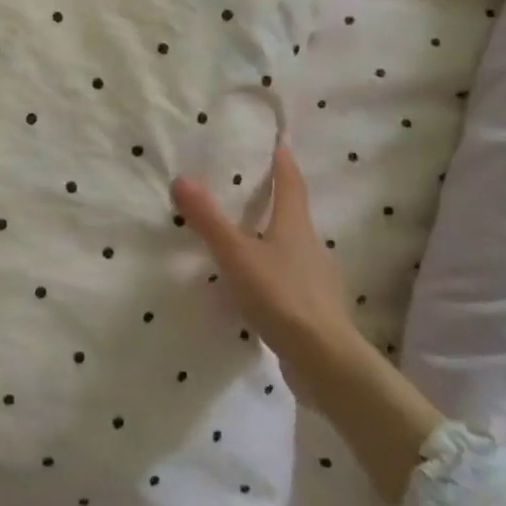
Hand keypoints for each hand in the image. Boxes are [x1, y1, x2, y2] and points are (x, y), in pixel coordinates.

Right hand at [172, 145, 355, 380]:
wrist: (324, 360)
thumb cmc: (281, 296)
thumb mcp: (236, 255)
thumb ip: (209, 220)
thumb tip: (181, 179)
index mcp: (294, 227)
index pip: (291, 186)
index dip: (284, 165)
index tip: (280, 145)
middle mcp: (309, 247)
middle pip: (293, 215)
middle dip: (277, 199)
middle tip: (254, 187)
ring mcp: (314, 279)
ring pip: (292, 248)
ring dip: (273, 237)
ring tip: (249, 235)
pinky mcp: (311, 308)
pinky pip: (289, 278)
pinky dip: (273, 271)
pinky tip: (257, 283)